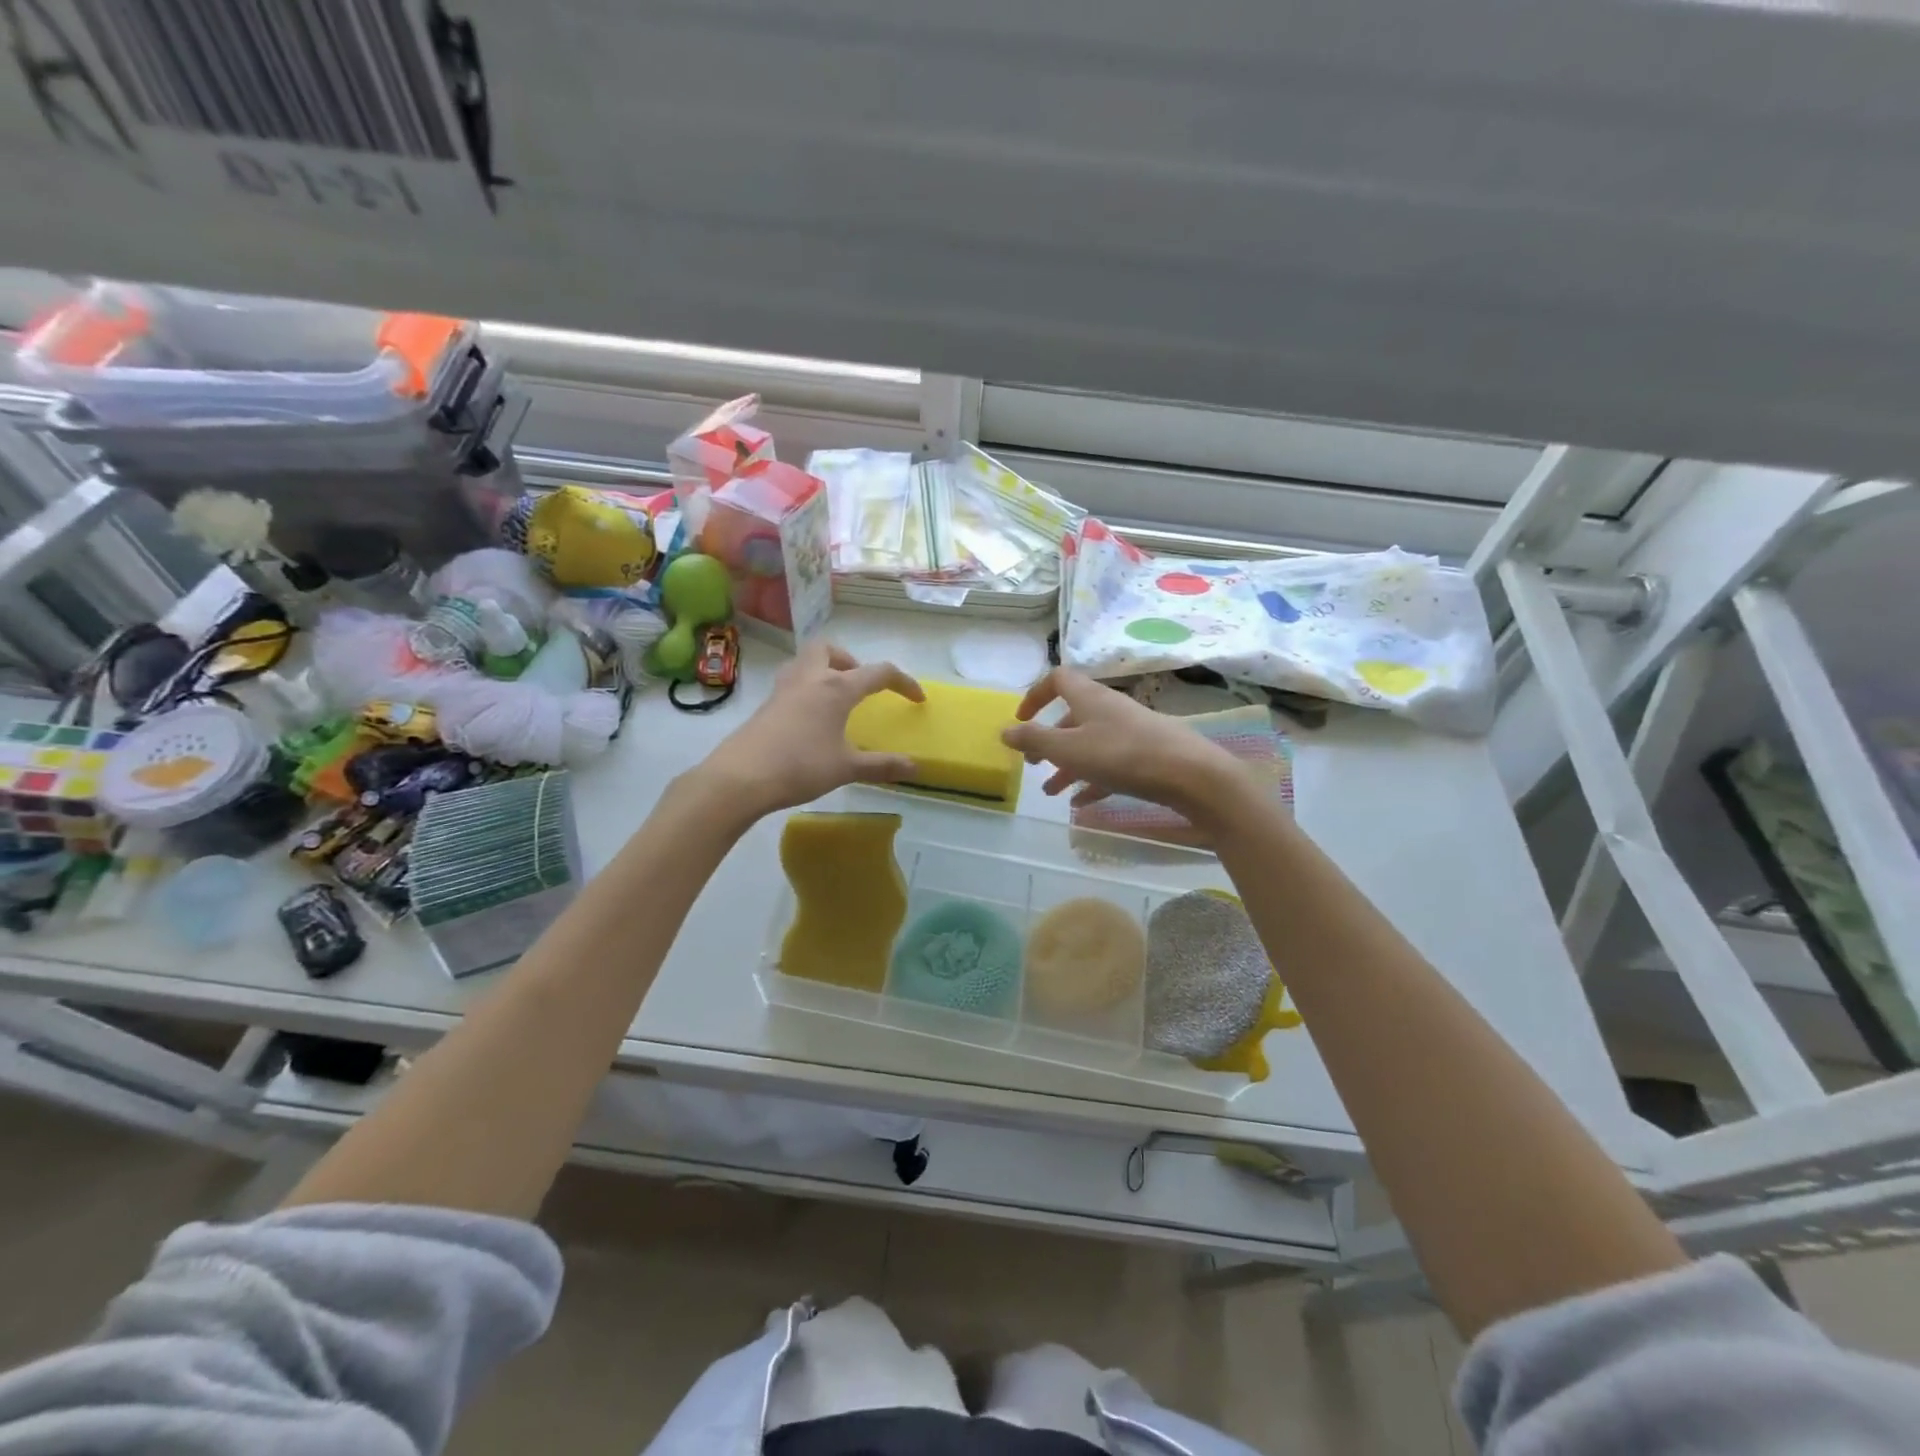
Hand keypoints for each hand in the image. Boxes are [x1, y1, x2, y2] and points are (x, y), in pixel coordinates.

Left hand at [699, 641, 924, 817]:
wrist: (741, 777)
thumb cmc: (800, 767)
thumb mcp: (847, 768)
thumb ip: (882, 766)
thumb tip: (915, 768)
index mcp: (836, 688)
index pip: (879, 673)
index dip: (903, 683)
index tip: (917, 699)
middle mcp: (810, 678)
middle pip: (829, 649)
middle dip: (849, 660)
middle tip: (858, 686)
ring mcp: (783, 689)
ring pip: (805, 661)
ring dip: (824, 670)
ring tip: (835, 699)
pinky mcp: (766, 704)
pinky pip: (791, 682)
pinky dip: (806, 689)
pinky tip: (809, 719)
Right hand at [1001, 668, 1246, 824]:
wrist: (1190, 774)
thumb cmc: (1123, 755)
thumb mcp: (1069, 749)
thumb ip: (1034, 740)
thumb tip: (1004, 730)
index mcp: (1089, 698)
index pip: (1057, 679)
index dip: (1035, 695)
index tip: (1021, 719)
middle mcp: (1109, 709)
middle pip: (1072, 716)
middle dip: (1049, 739)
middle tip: (1034, 763)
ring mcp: (1130, 731)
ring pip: (1089, 744)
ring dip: (1067, 765)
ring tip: (1051, 792)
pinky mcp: (1146, 755)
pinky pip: (1110, 764)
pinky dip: (1092, 779)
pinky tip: (1081, 803)